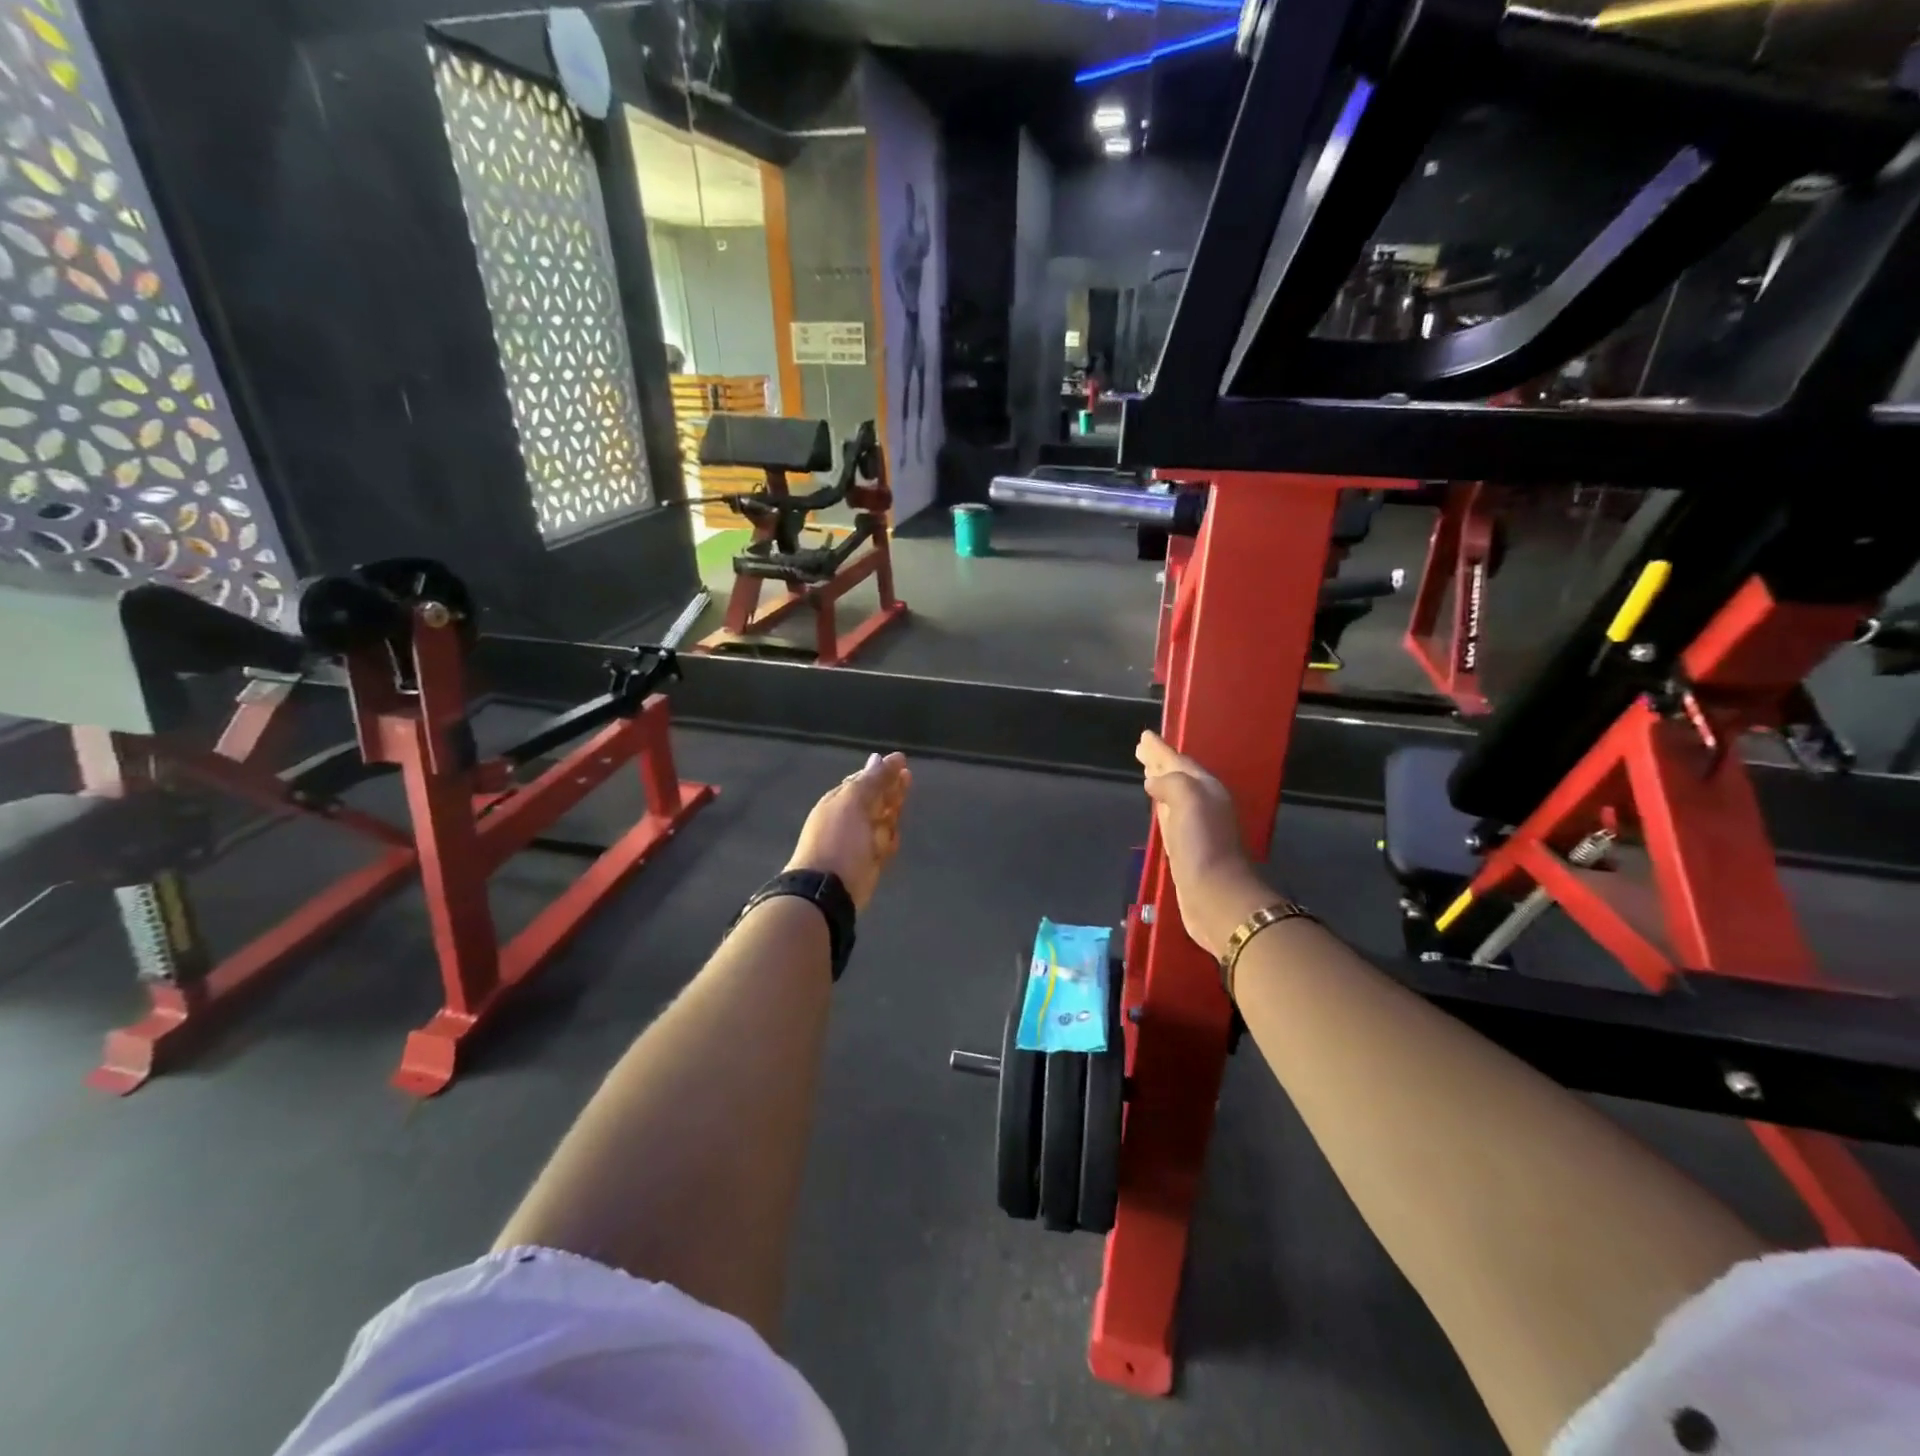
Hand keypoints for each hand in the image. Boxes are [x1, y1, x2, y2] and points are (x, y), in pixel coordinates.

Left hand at [786, 752, 911, 911]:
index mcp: (840, 801)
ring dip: (892, 813)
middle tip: (908, 780)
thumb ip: (871, 780)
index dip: (883, 772)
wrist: (829, 889)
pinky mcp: (870, 861)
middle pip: (876, 799)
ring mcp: (860, 841)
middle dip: (891, 790)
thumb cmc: (839, 839)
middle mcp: (850, 819)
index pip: (864, 781)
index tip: (903, 763)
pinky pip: (885, 844)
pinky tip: (894, 837)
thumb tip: (881, 757)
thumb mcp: (853, 802)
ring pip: (883, 821)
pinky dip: (890, 840)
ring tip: (899, 811)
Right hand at [1136, 731, 1273, 958]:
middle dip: (1161, 763)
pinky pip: (1170, 817)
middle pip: (1178, 776)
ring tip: (1146, 773)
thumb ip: (1171, 783)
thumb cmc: (1202, 844)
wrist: (1215, 895)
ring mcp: (1195, 827)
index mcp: (1206, 788)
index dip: (1161, 750)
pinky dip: (1161, 806)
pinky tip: (1156, 807)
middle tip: (1142, 750)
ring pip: (1173, 795)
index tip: (1144, 737)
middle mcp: (1203, 803)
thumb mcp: (1188, 799)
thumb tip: (1153, 781)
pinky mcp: (1186, 848)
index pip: (1179, 762)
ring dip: (1160, 783)